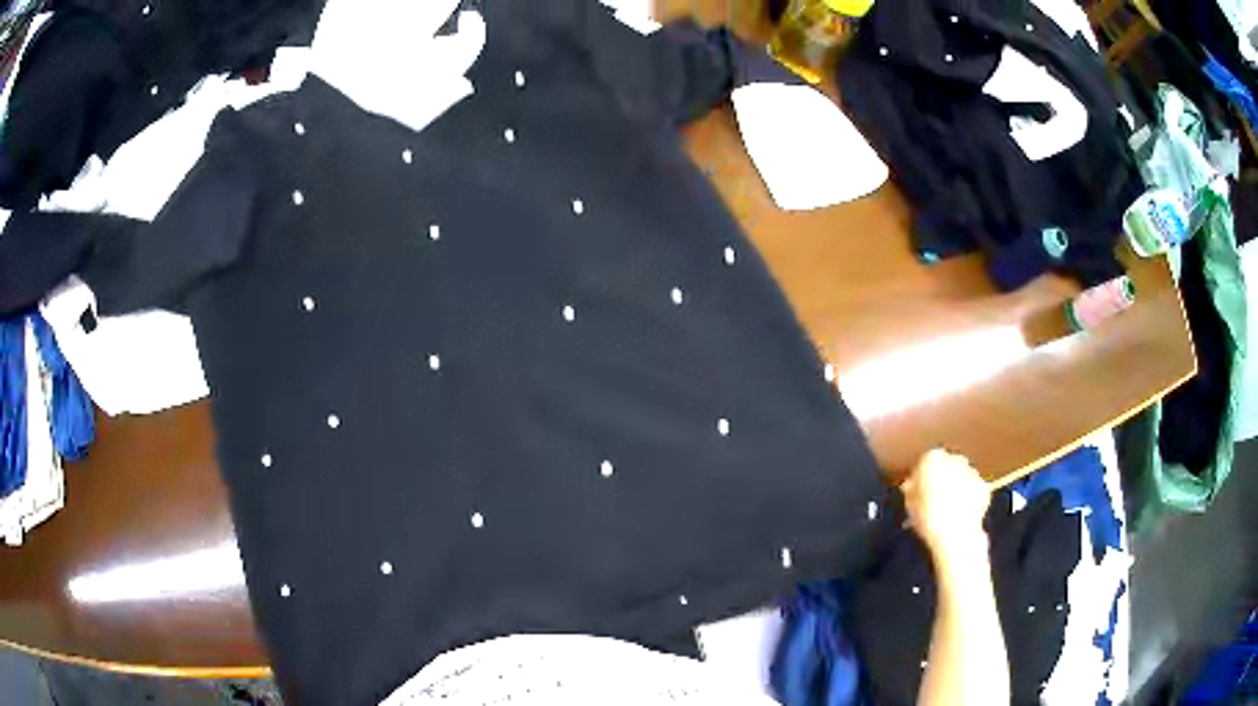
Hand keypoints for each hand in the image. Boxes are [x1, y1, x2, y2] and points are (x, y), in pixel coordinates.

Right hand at [901, 450, 991, 563]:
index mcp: (933, 459)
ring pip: (962, 476)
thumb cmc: (927, 517)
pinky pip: (973, 489)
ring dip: (957, 486)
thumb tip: (911, 485)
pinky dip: (969, 497)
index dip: (922, 477)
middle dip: (942, 478)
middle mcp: (955, 459)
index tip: (918, 491)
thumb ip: (911, 490)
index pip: (925, 461)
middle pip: (947, 465)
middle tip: (934, 498)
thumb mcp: (910, 505)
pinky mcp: (984, 487)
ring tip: (949, 507)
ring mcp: (973, 472)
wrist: (955, 535)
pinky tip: (961, 512)